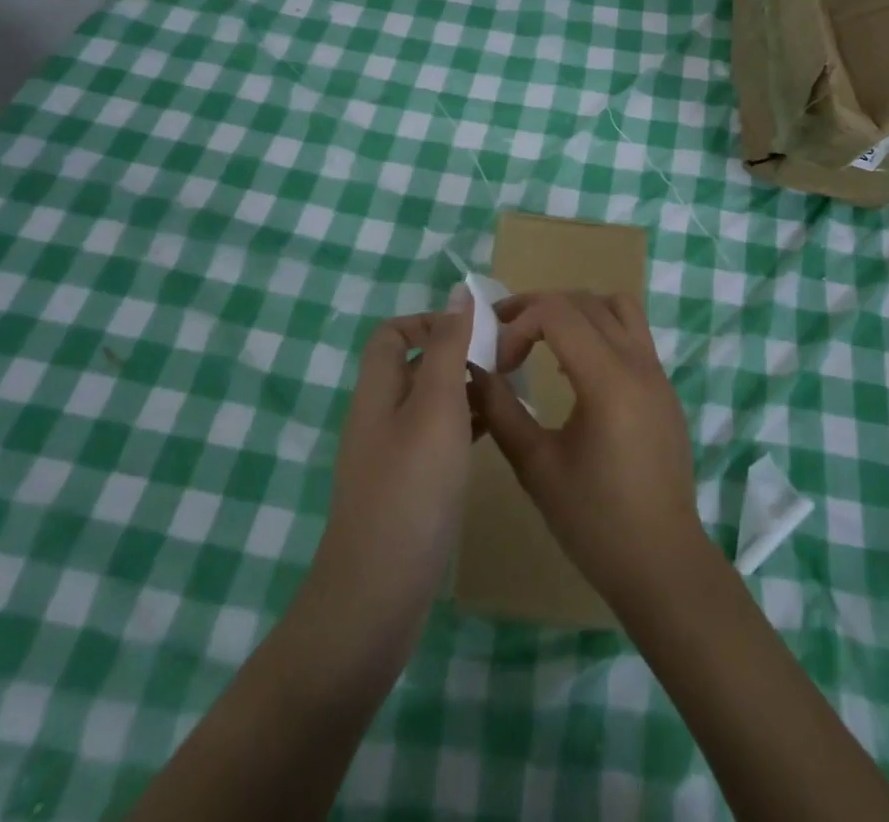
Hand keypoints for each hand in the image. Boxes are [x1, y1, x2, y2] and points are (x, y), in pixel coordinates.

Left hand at [302, 308, 475, 656]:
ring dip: (466, 389)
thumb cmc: (411, 490)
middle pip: (415, 365)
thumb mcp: (436, 407)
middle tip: (507, 358)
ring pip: (430, 403)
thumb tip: (458, 291)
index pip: (393, 333)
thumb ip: (448, 347)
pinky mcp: (408, 488)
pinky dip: (464, 425)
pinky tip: (496, 432)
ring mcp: (392, 455)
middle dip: (457, 353)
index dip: (431, 321)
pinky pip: (437, 438)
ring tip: (511, 390)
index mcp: (378, 390)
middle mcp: (379, 416)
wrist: (377, 597)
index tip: (476, 331)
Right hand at [467, 292, 705, 613]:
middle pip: (584, 301)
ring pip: (617, 307)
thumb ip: (501, 410)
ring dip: (575, 310)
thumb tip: (473, 371)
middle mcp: (638, 363)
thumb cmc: (595, 521)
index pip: (558, 312)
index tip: (500, 362)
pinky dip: (600, 329)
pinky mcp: (664, 387)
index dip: (518, 324)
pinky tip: (575, 368)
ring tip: (543, 338)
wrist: (663, 564)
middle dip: (539, 307)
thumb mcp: (536, 467)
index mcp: (608, 380)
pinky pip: (633, 332)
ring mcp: (657, 372)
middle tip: (504, 333)